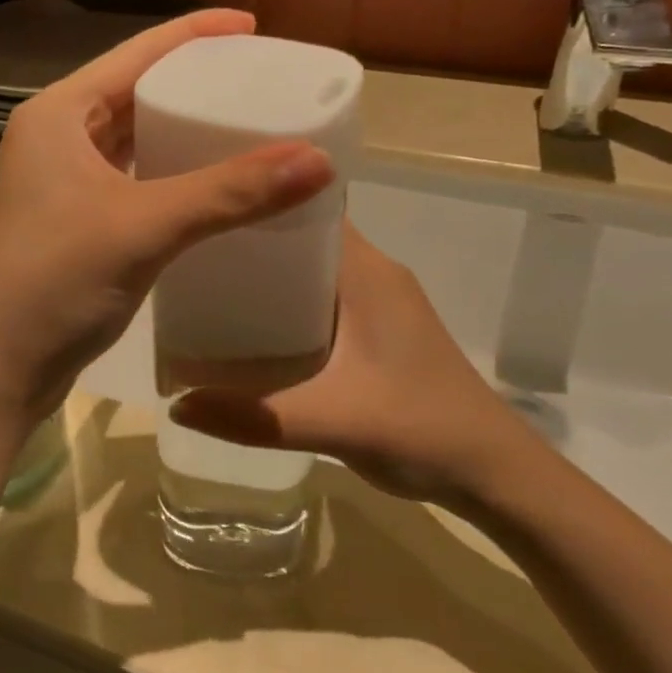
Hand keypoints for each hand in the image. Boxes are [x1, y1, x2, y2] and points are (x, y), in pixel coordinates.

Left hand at [0, 10, 334, 430]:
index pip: (136, 54)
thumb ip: (230, 192)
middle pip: (134, 91)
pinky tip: (210, 182)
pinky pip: (133, 178)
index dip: (194, 34)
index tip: (252, 27)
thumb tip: (318, 160)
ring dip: (181, 130)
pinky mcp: (76, 220)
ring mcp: (62, 181)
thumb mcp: (145, 226)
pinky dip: (170, 173)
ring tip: (243, 123)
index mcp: (59, 114)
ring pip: (133, 138)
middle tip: (257, 80)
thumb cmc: (55, 281)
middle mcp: (56, 136)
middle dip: (193, 83)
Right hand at [170, 226, 541, 506]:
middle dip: (250, 238)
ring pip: (310, 269)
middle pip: (303, 235)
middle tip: (191, 247)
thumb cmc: (421, 430)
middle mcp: (373, 273)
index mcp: (367, 271)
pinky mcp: (378, 330)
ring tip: (207, 281)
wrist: (495, 476)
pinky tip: (249, 325)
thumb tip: (176, 404)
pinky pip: (321, 297)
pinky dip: (285, 302)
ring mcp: (379, 302)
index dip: (259, 197)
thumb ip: (254, 417)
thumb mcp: (332, 421)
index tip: (209, 200)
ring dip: (267, 273)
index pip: (308, 206)